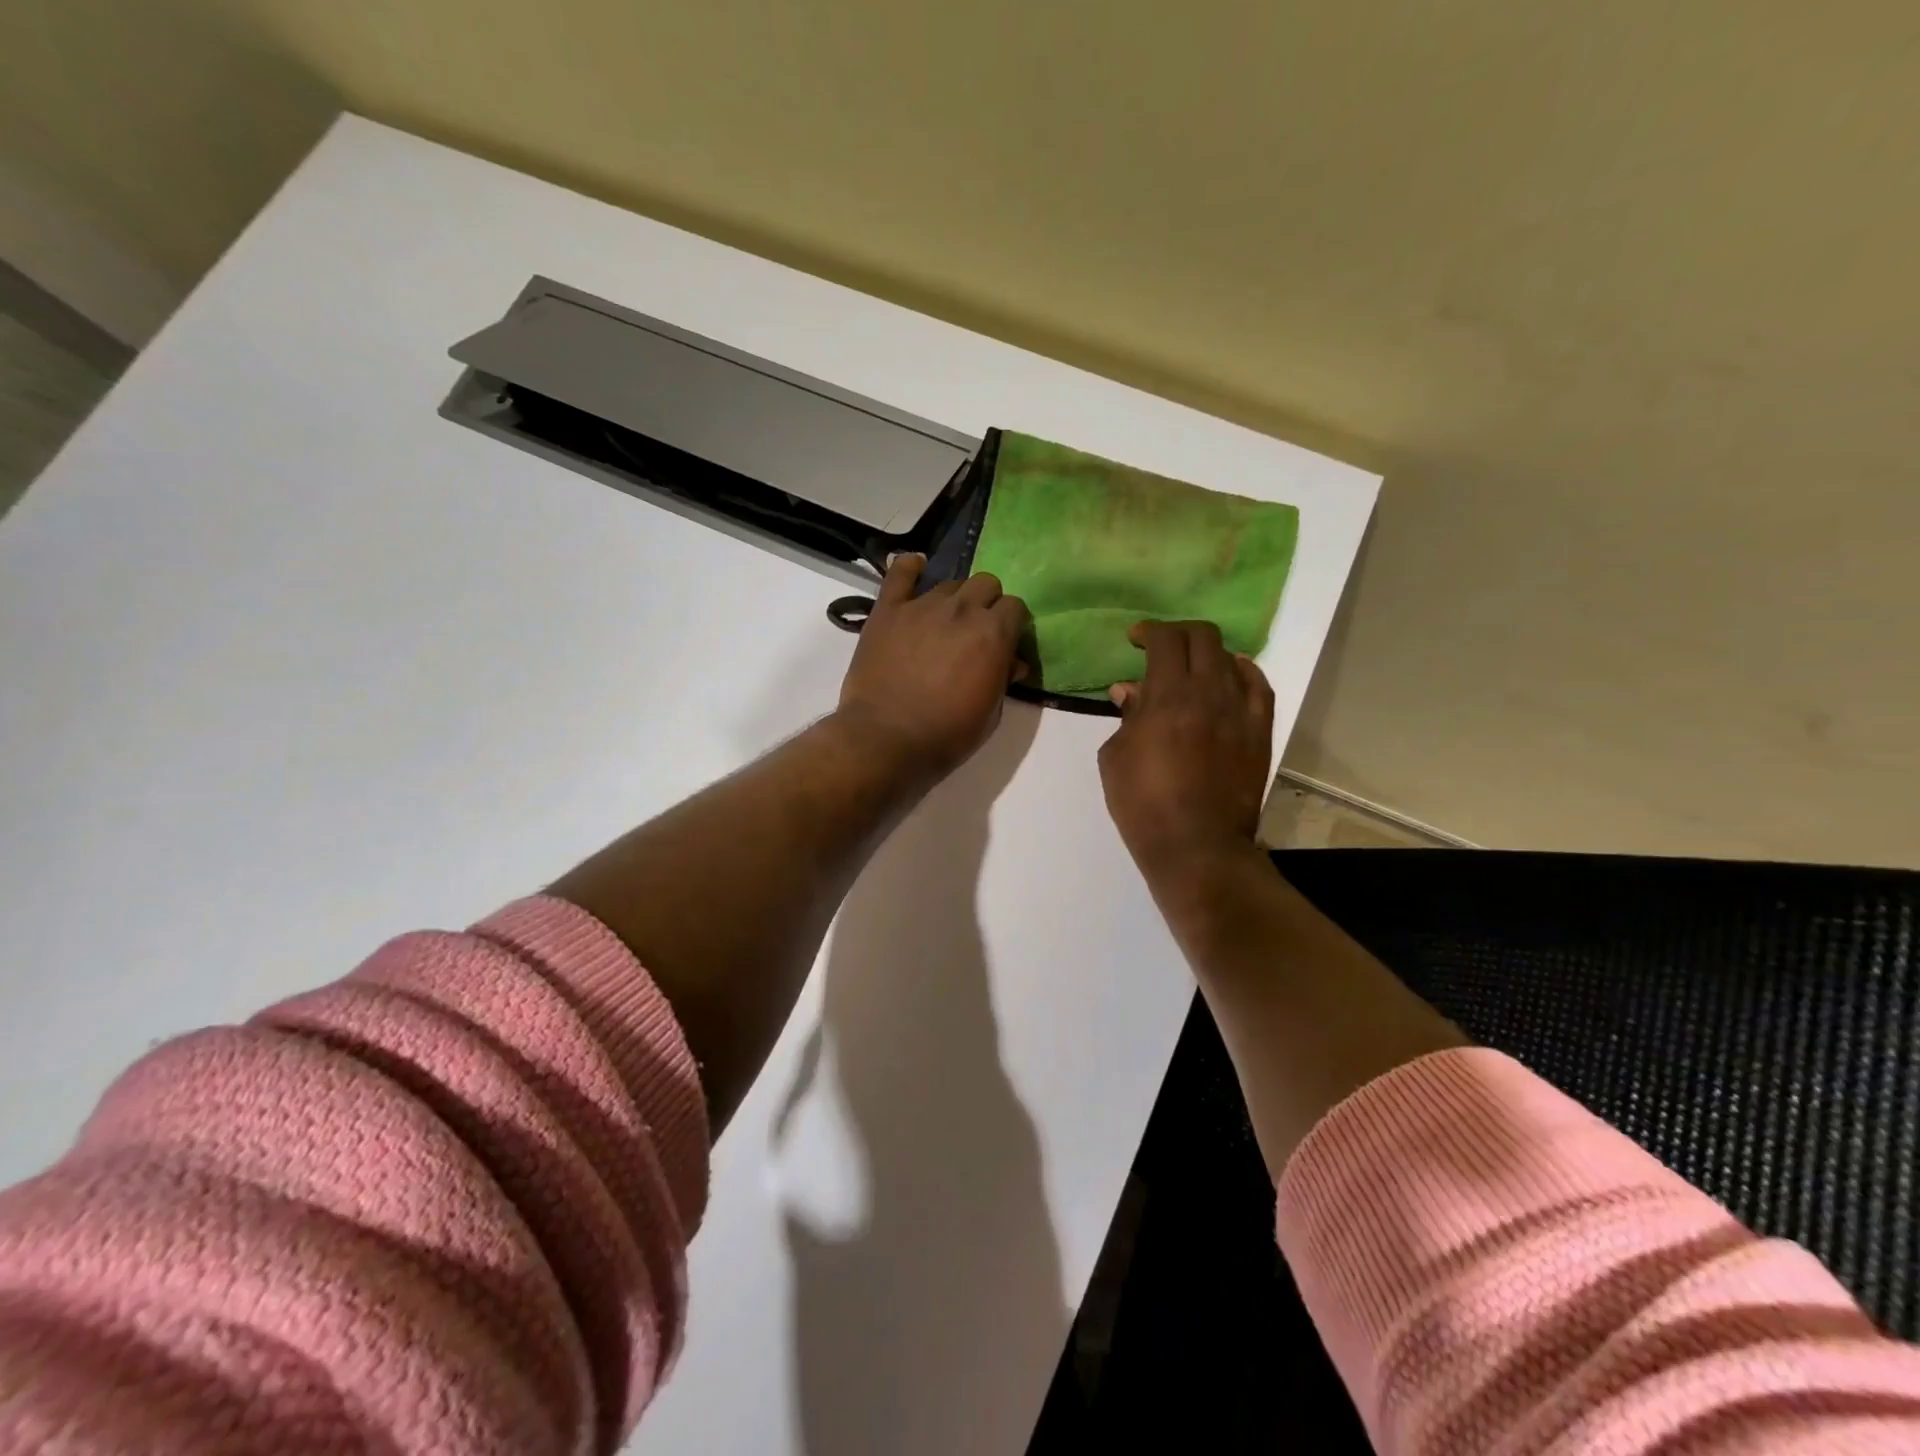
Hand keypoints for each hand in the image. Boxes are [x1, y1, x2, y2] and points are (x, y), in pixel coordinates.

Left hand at [835, 554, 1030, 778]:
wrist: (887, 739)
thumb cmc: (947, 734)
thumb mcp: (991, 713)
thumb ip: (1003, 678)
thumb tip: (1011, 662)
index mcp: (993, 633)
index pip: (1015, 607)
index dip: (1012, 623)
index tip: (1005, 641)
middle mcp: (962, 609)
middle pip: (986, 584)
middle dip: (987, 604)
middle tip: (976, 631)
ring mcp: (922, 606)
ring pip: (949, 583)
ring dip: (954, 599)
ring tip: (944, 622)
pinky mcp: (888, 610)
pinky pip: (900, 573)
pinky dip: (909, 568)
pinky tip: (915, 568)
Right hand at [1098, 620, 1274, 882]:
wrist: (1197, 845)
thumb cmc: (1143, 804)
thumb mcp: (1114, 758)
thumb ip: (1126, 717)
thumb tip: (1129, 691)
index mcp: (1167, 695)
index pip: (1164, 640)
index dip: (1148, 630)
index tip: (1135, 638)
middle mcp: (1208, 692)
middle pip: (1201, 638)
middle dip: (1178, 634)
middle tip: (1161, 647)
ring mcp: (1240, 710)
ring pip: (1230, 658)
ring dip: (1207, 653)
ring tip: (1192, 666)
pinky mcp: (1259, 731)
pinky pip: (1258, 686)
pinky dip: (1243, 672)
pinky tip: (1231, 675)